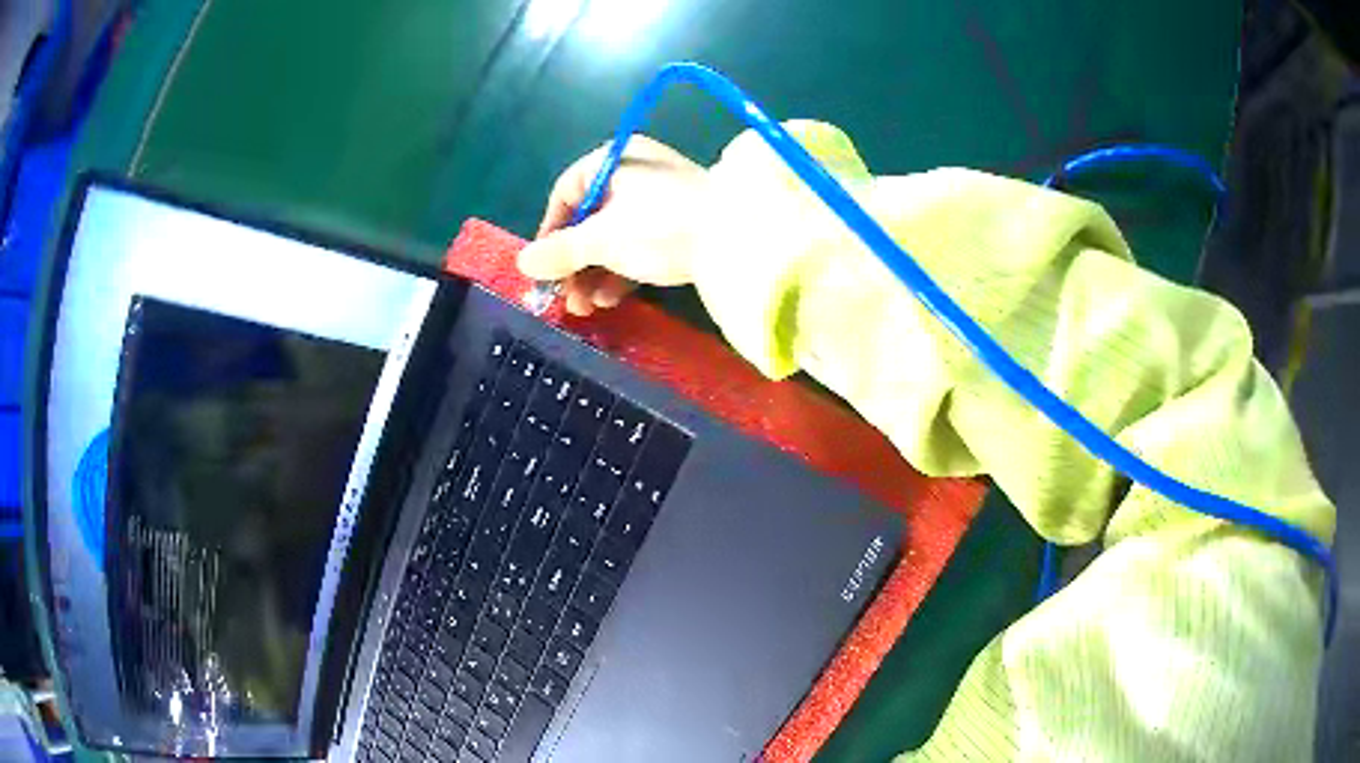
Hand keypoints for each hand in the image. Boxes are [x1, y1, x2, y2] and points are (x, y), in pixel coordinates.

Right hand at [518, 136, 707, 315]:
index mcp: (616, 160)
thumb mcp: (603, 239)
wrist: (741, 241)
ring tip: (584, 308)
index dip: (550, 229)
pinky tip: (610, 300)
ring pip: (615, 236)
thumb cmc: (661, 227)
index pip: (567, 191)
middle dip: (573, 262)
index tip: (542, 265)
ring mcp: (662, 200)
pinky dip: (622, 271)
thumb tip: (522, 262)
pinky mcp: (682, 225)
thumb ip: (561, 251)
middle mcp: (638, 173)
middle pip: (590, 218)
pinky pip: (641, 245)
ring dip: (594, 273)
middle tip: (563, 296)